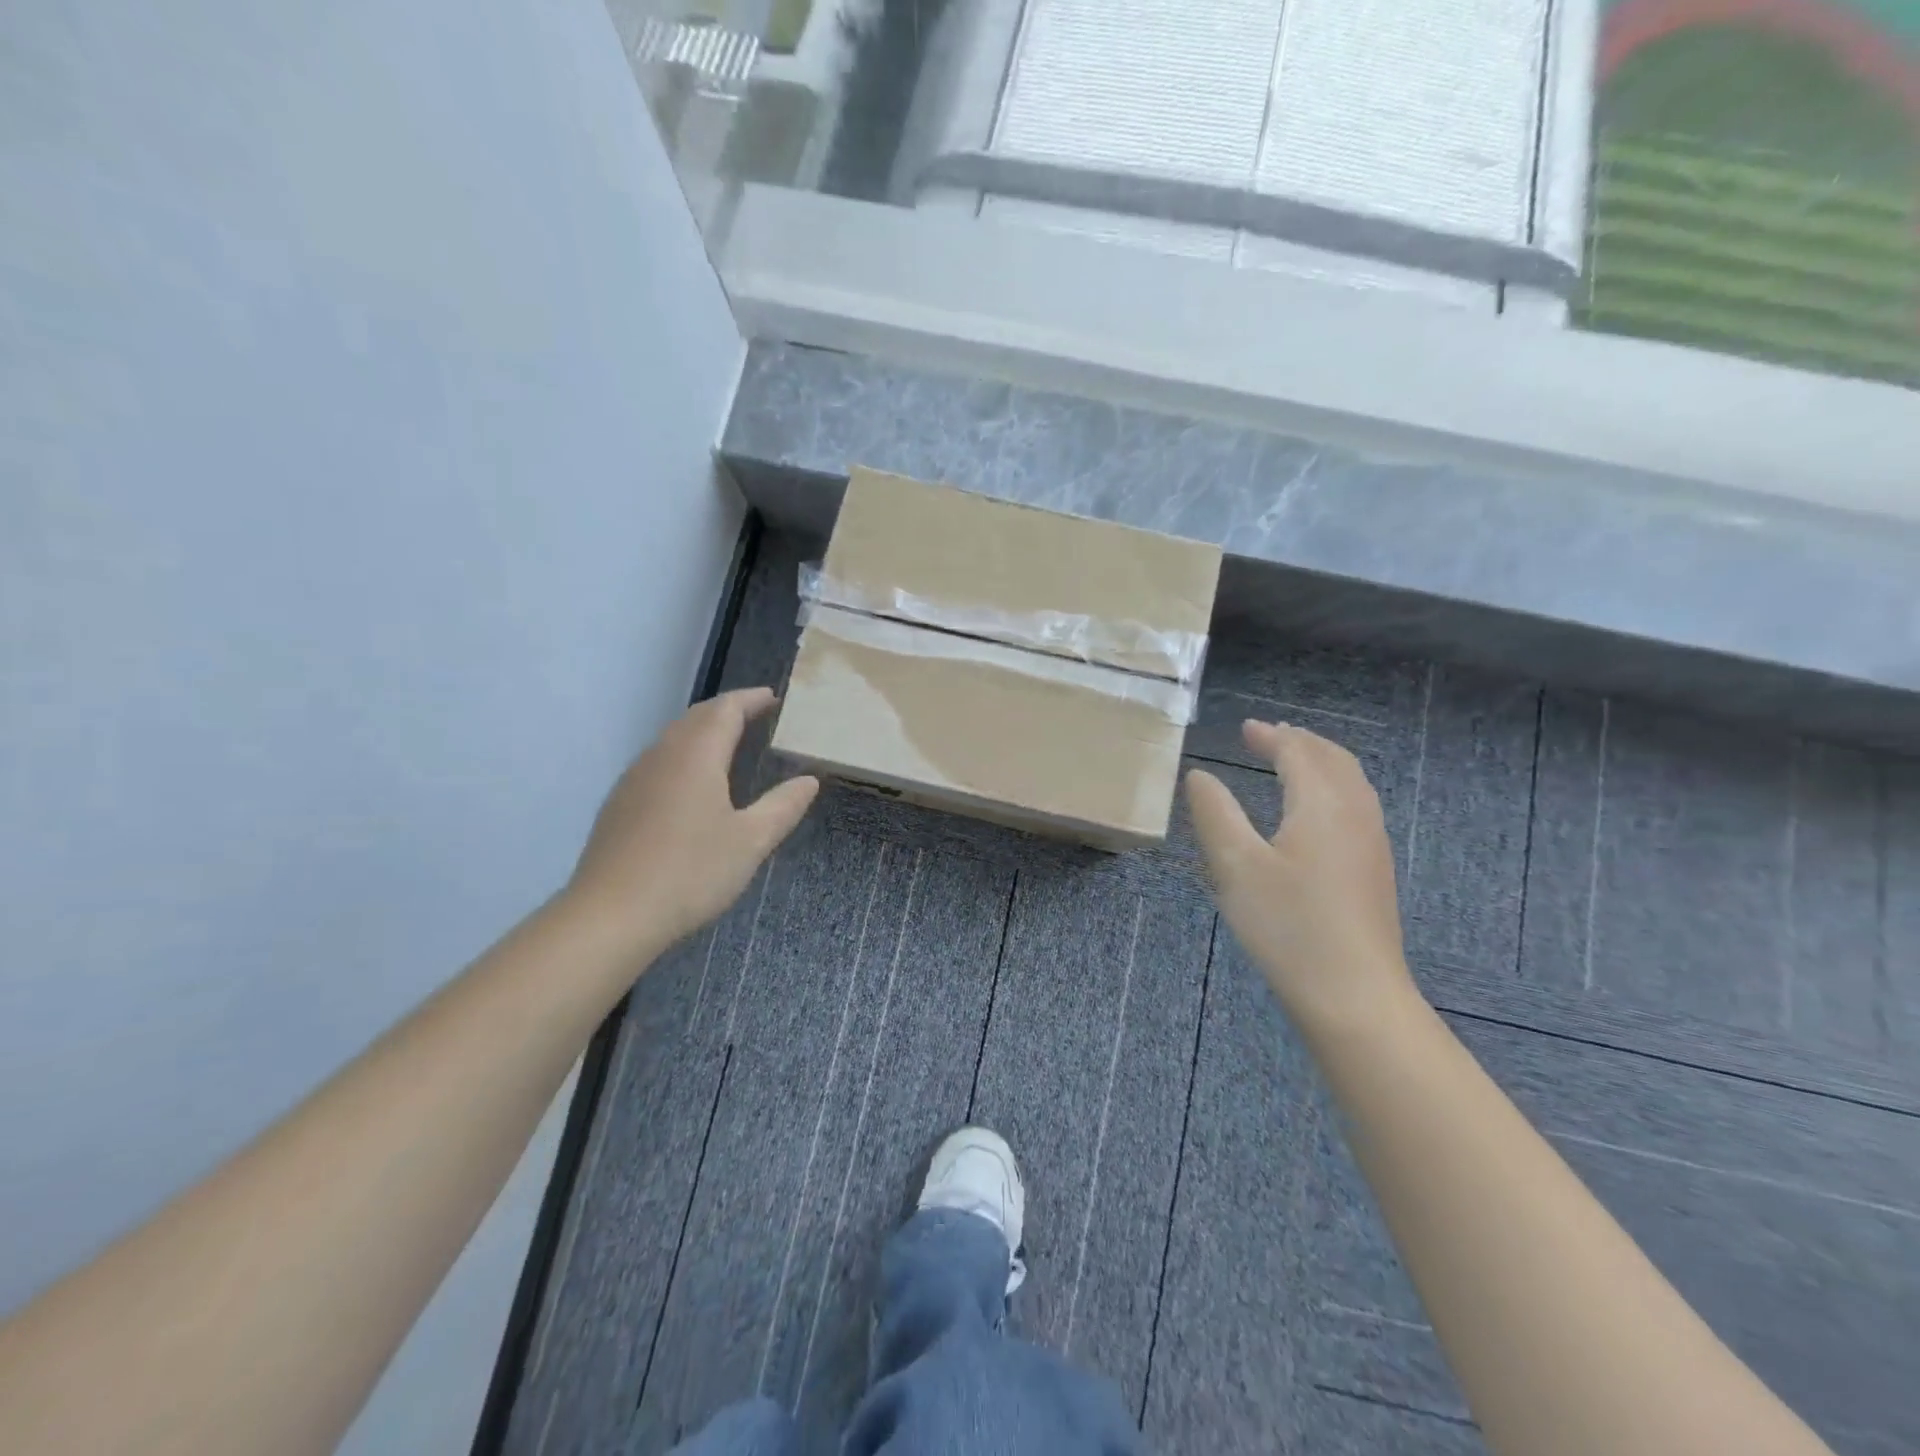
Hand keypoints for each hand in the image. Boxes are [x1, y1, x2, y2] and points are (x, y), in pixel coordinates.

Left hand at [566, 688, 818, 953]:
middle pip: (696, 717)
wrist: (611, 916)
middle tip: (757, 714)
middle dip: (727, 710)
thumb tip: (809, 780)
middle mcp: (661, 756)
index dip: (751, 699)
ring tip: (730, 743)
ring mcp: (634, 779)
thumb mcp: (751, 841)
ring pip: (673, 739)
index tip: (775, 698)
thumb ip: (783, 806)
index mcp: (696, 756)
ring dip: (703, 732)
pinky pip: (658, 762)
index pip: (725, 709)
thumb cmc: (691, 872)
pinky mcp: (619, 804)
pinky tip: (692, 784)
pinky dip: (684, 755)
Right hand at [1185, 721, 1420, 1033]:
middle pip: (1333, 759)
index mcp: (1321, 804)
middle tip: (1267, 737)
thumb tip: (1200, 775)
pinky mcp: (1375, 870)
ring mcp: (1372, 843)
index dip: (1271, 736)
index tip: (1245, 729)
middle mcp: (1355, 813)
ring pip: (1351, 782)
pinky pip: (1357, 804)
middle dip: (1300, 742)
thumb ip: (1215, 813)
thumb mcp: (1235, 866)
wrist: (1354, 995)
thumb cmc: (1288, 926)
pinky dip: (1332, 786)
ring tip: (1292, 762)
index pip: (1298, 752)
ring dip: (1320, 762)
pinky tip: (1315, 811)